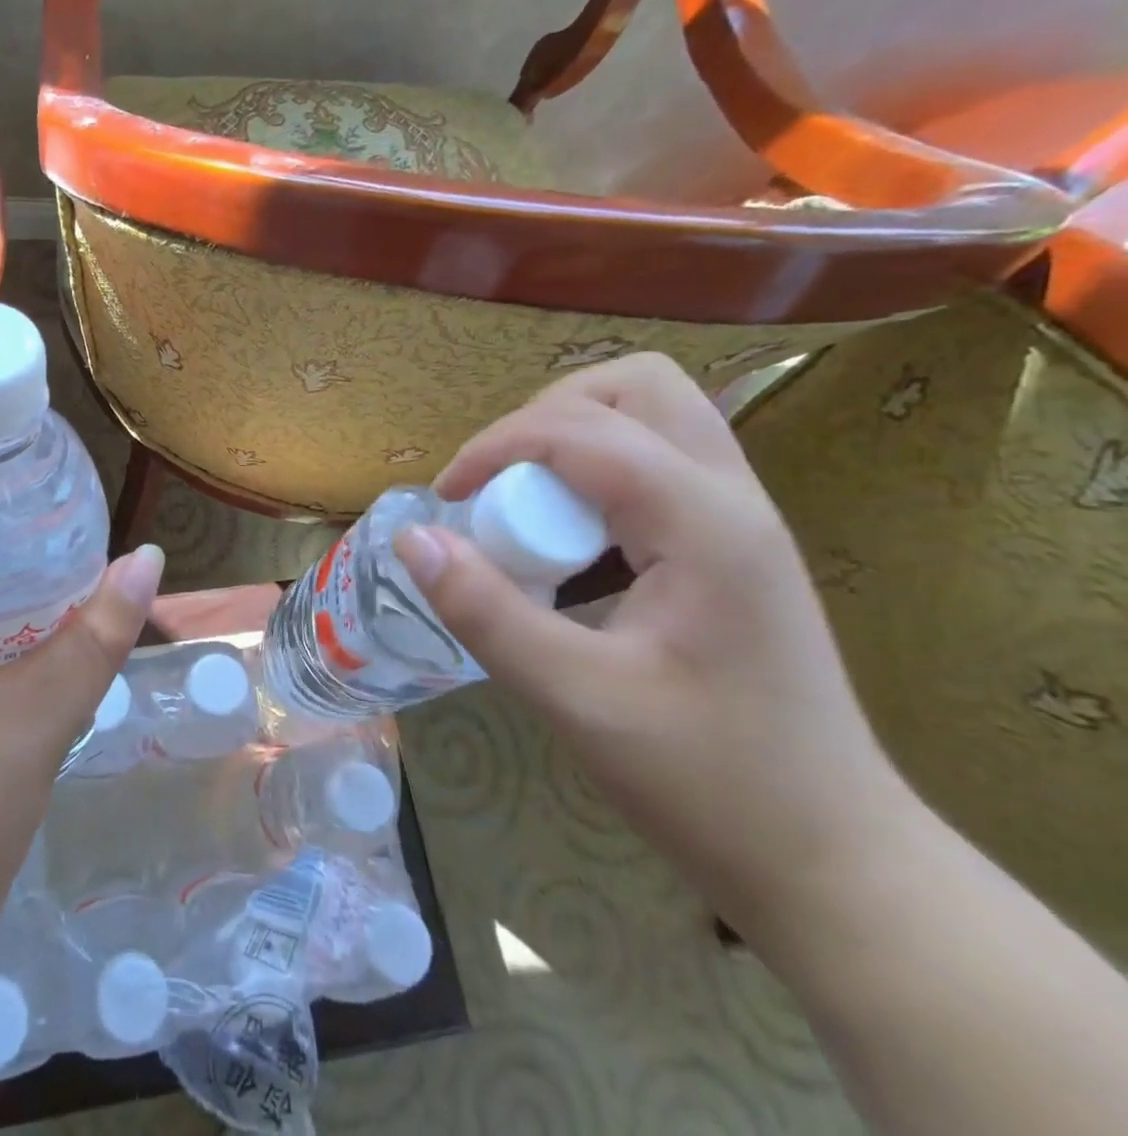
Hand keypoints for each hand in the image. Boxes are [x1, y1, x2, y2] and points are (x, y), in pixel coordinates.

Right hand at [392, 353, 911, 936]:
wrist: (833, 860)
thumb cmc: (709, 782)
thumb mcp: (576, 700)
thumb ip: (486, 612)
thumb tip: (412, 537)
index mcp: (703, 523)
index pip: (581, 429)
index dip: (496, 446)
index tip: (445, 498)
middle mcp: (732, 498)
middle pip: (636, 385)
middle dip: (548, 415)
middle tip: (501, 485)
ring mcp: (741, 518)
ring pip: (654, 413)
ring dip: (575, 437)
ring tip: (530, 507)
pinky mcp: (732, 544)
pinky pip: (658, 462)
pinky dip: (599, 472)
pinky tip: (574, 545)